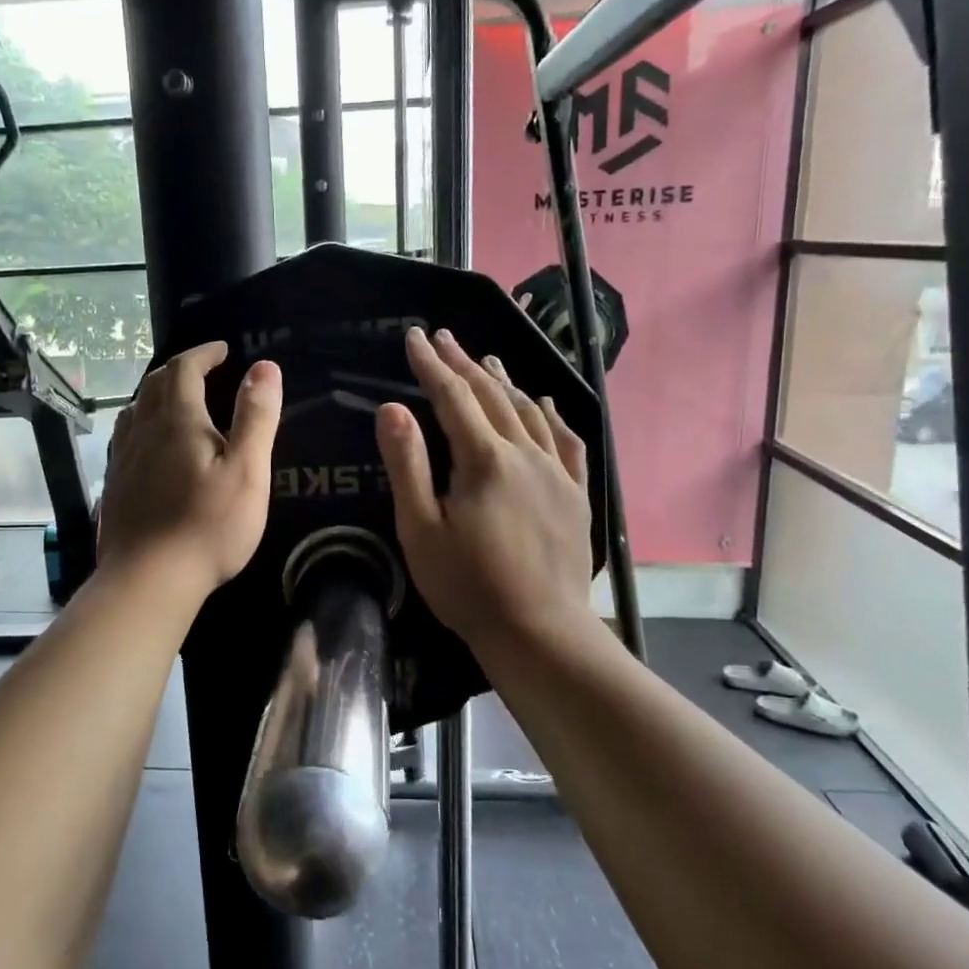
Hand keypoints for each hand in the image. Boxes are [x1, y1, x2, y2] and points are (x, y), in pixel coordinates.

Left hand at [96, 341, 282, 599]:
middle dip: (181, 369)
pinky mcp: (114, 486)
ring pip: (135, 410)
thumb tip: (264, 367)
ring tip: (176, 399)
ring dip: (156, 393)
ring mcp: (123, 459)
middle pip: (155, 384)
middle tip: (204, 370)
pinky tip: (149, 444)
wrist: (148, 579)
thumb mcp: (247, 470)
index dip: (204, 353)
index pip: (185, 369)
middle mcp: (144, 431)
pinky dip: (141, 423)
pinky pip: (125, 438)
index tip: (223, 349)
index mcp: (178, 421)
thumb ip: (256, 417)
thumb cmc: (208, 526)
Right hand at [376, 327, 597, 664]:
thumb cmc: (468, 586)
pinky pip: (567, 441)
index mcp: (483, 459)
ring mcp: (556, 472)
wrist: (539, 632)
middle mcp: (525, 453)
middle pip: (491, 395)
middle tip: (444, 337)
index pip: (452, 396)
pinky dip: (551, 415)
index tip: (414, 336)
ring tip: (487, 359)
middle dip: (464, 362)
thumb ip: (407, 465)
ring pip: (528, 411)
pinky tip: (543, 404)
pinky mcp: (576, 494)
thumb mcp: (421, 529)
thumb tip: (393, 408)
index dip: (430, 364)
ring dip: (504, 381)